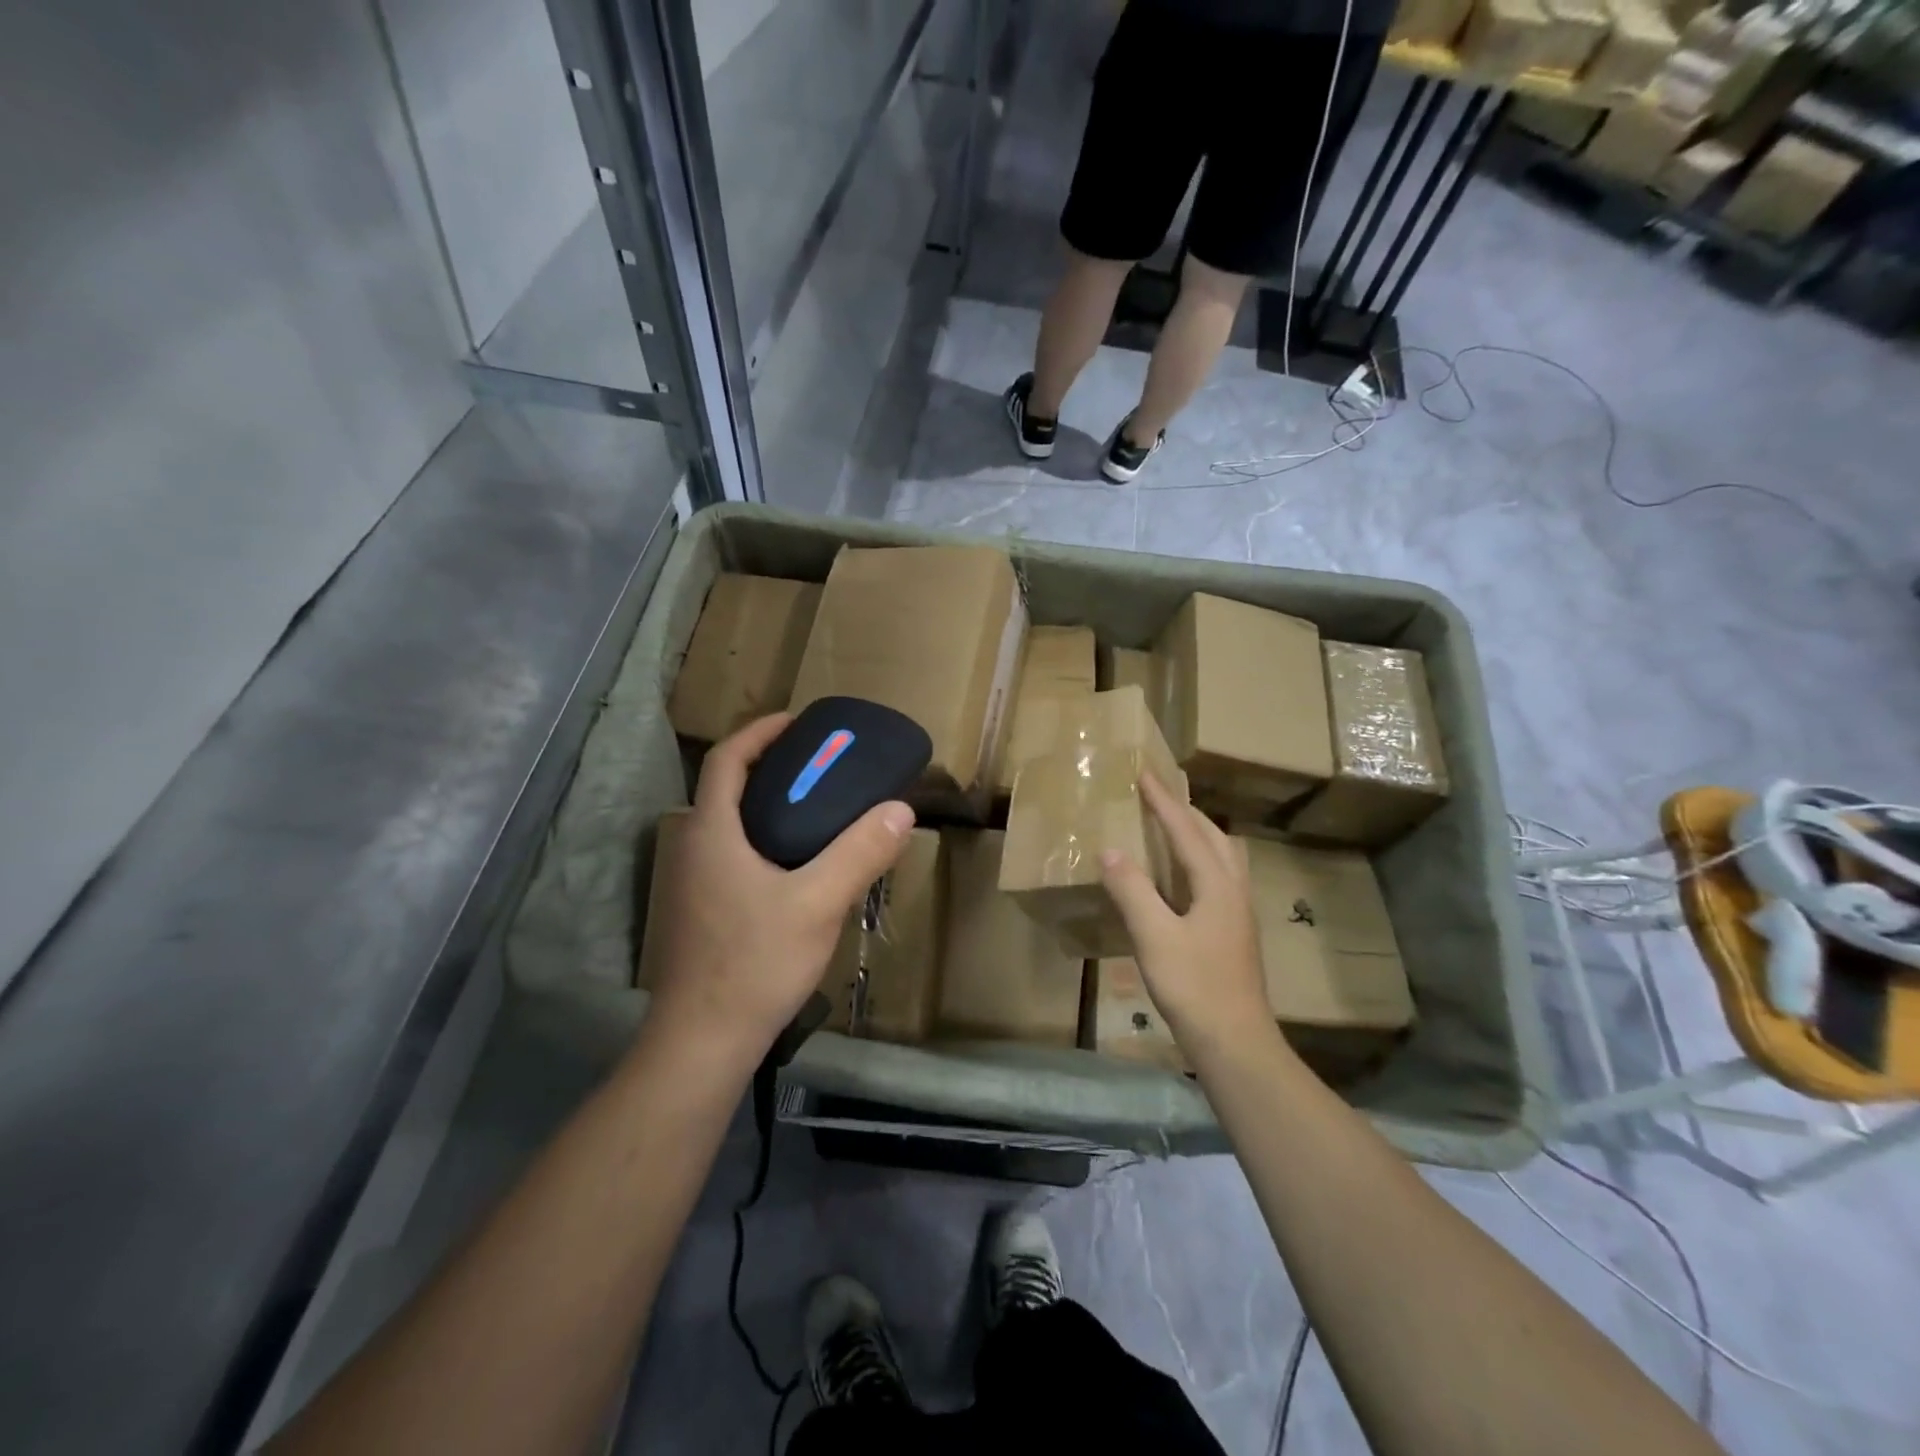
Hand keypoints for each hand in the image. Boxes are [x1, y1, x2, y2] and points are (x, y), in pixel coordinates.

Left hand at [645, 714, 914, 1064]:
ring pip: (733, 823)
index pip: (728, 759)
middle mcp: (695, 848)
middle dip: (773, 765)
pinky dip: (767, 838)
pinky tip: (803, 864)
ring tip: (821, 807)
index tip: (799, 722)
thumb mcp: (818, 903)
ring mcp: (695, 882)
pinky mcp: (704, 910)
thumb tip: (900, 810)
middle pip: (730, 787)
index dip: (761, 732)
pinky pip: (736, 853)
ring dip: (771, 804)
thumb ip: (859, 853)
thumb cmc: (754, 963)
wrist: (703, 1042)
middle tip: (823, 764)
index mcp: (712, 832)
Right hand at [1099, 774, 1280, 1065]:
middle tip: (1158, 796)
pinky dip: (1199, 858)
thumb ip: (1132, 890)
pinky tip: (1182, 877)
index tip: (1145, 773)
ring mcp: (1238, 912)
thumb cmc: (1194, 986)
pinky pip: (1218, 876)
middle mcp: (1233, 890)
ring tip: (1172, 827)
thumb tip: (1110, 850)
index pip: (1186, 830)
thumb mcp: (1154, 936)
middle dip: (1186, 811)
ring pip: (1222, 856)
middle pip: (1213, 836)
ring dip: (1198, 833)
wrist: (1236, 1041)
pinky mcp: (1234, 932)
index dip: (1163, 802)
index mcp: (1216, 884)